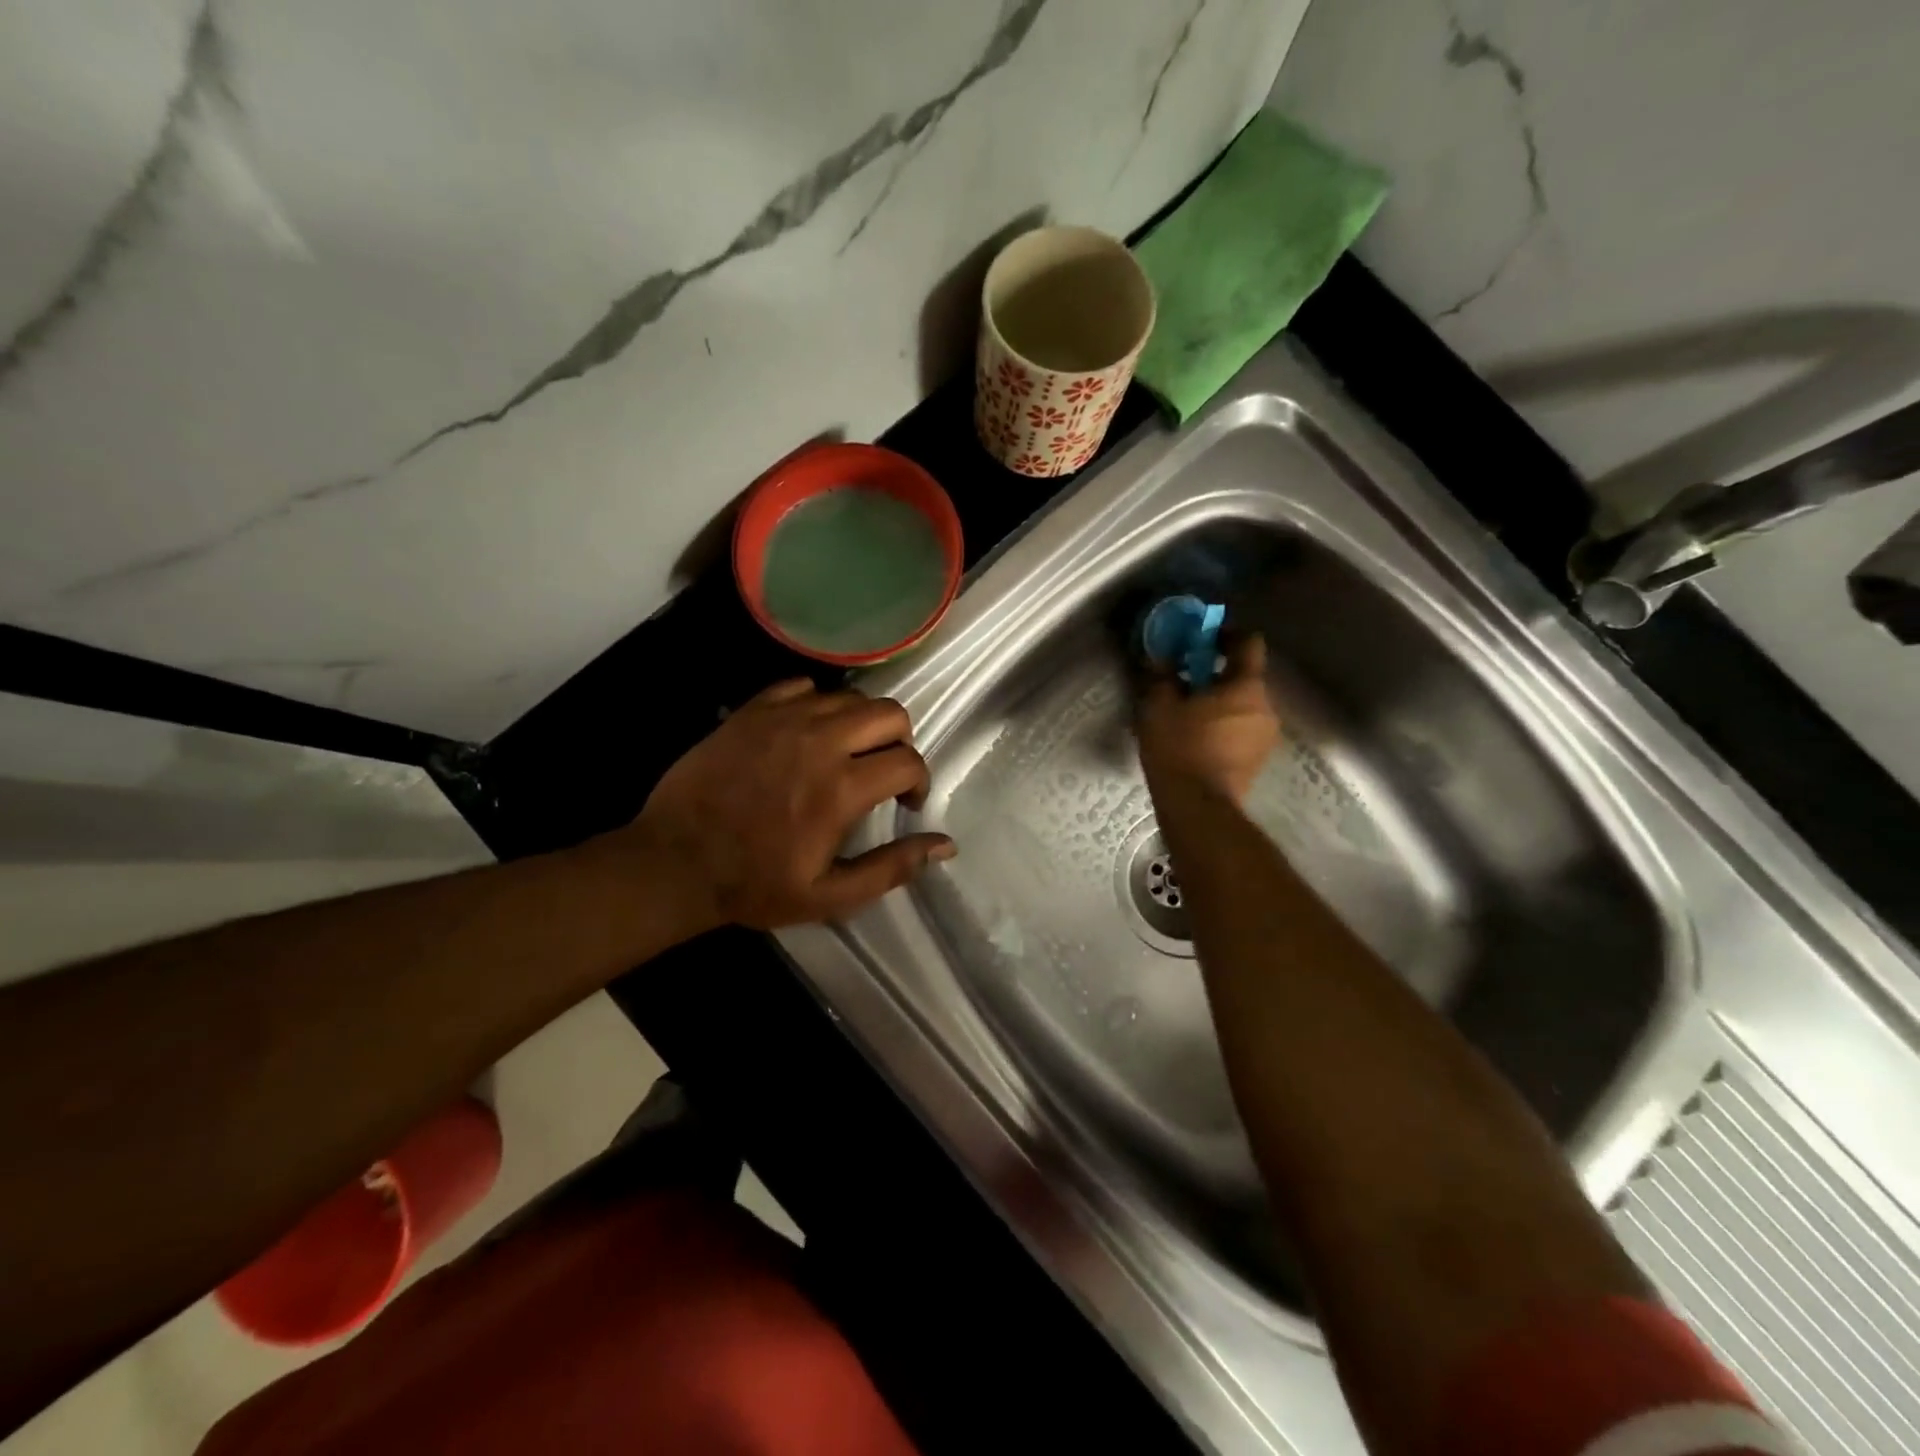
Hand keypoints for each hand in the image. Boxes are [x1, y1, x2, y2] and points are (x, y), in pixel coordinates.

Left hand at [627, 679, 954, 932]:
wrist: (675, 862)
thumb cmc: (754, 885)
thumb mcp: (830, 896)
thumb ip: (892, 867)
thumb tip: (946, 843)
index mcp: (841, 788)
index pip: (908, 760)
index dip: (918, 781)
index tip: (904, 802)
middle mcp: (819, 742)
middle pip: (889, 712)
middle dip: (900, 740)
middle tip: (883, 770)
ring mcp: (783, 719)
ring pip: (849, 696)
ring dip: (861, 723)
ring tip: (846, 752)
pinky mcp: (752, 711)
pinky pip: (803, 686)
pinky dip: (818, 704)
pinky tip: (807, 734)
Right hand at [1137, 635, 1278, 804]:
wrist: (1198, 806)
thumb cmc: (1179, 748)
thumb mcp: (1158, 706)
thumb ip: (1161, 676)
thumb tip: (1160, 658)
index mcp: (1246, 686)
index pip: (1249, 643)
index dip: (1227, 634)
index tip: (1203, 639)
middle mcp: (1266, 706)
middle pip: (1245, 677)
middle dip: (1217, 675)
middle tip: (1185, 682)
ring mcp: (1266, 736)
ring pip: (1243, 706)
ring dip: (1220, 703)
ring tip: (1188, 715)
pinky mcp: (1258, 760)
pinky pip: (1241, 730)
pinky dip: (1223, 727)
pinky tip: (1197, 740)